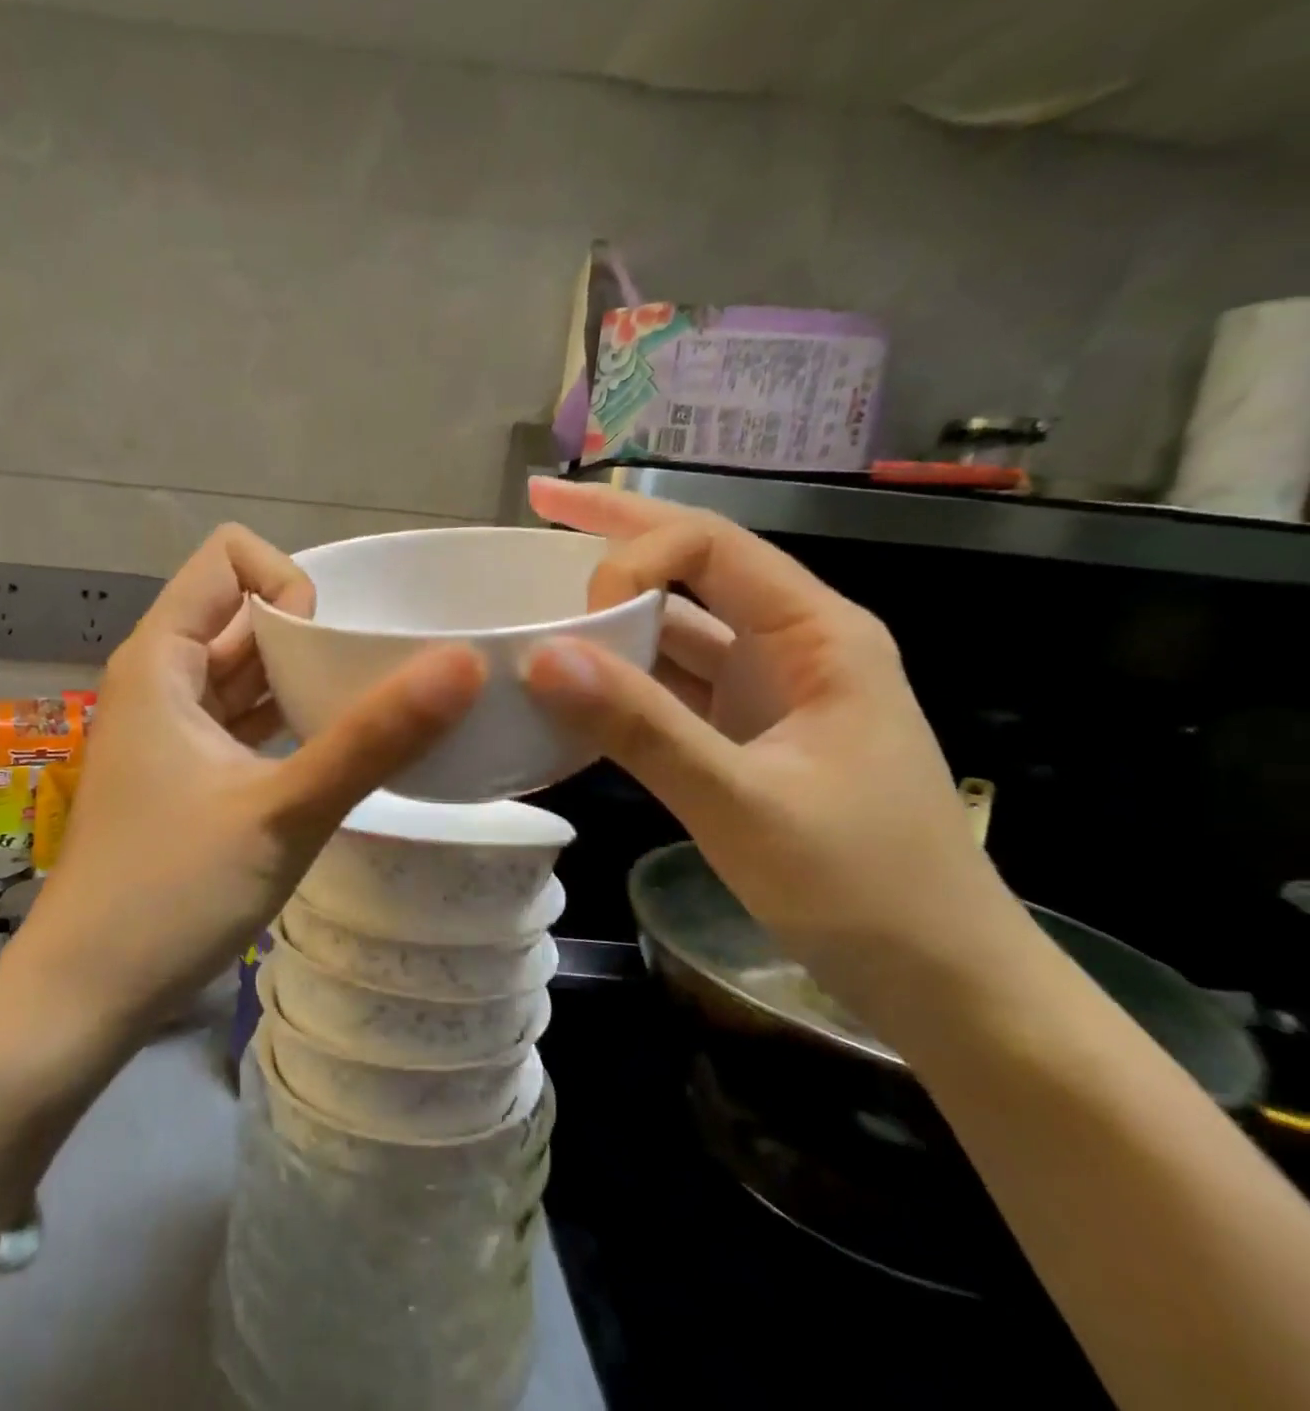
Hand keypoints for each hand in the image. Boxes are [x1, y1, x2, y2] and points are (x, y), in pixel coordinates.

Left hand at [24, 524, 484, 1029]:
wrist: (85, 995)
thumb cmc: (171, 894)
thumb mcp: (284, 812)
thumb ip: (373, 738)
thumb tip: (464, 664)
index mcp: (162, 658)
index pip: (231, 558)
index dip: (290, 584)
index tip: (332, 651)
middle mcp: (162, 677)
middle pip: (246, 613)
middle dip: (314, 635)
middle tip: (378, 683)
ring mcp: (172, 728)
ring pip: (248, 670)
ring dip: (306, 681)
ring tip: (371, 714)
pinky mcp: (187, 772)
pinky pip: (245, 719)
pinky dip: (289, 721)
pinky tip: (336, 752)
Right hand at [519, 478, 1011, 1002]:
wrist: (940, 979)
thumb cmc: (864, 888)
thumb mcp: (744, 807)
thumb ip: (643, 729)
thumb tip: (542, 658)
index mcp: (817, 634)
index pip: (712, 547)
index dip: (634, 556)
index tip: (574, 614)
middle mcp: (792, 644)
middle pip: (696, 565)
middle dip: (617, 533)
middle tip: (540, 503)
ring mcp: (768, 690)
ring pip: (679, 626)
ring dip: (614, 608)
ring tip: (542, 586)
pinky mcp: (746, 733)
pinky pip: (673, 685)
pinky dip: (623, 676)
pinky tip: (575, 678)